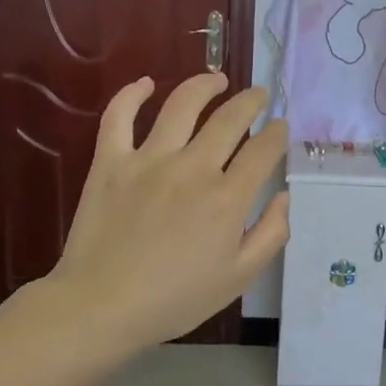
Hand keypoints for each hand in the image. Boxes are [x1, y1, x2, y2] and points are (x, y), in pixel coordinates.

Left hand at [44, 74, 289, 355]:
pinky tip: (145, 84)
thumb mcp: (239, 277)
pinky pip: (119, 117)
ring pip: (182, 105)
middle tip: (259, 95)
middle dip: (251, 101)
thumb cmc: (176, 298)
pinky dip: (131, 95)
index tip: (281, 128)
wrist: (101, 306)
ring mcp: (149, 160)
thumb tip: (284, 196)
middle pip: (230, 119)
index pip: (263, 150)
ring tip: (217, 79)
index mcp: (227, 198)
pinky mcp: (111, 162)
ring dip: (205, 85)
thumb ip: (270, 234)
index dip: (278, 134)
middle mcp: (193, 168)